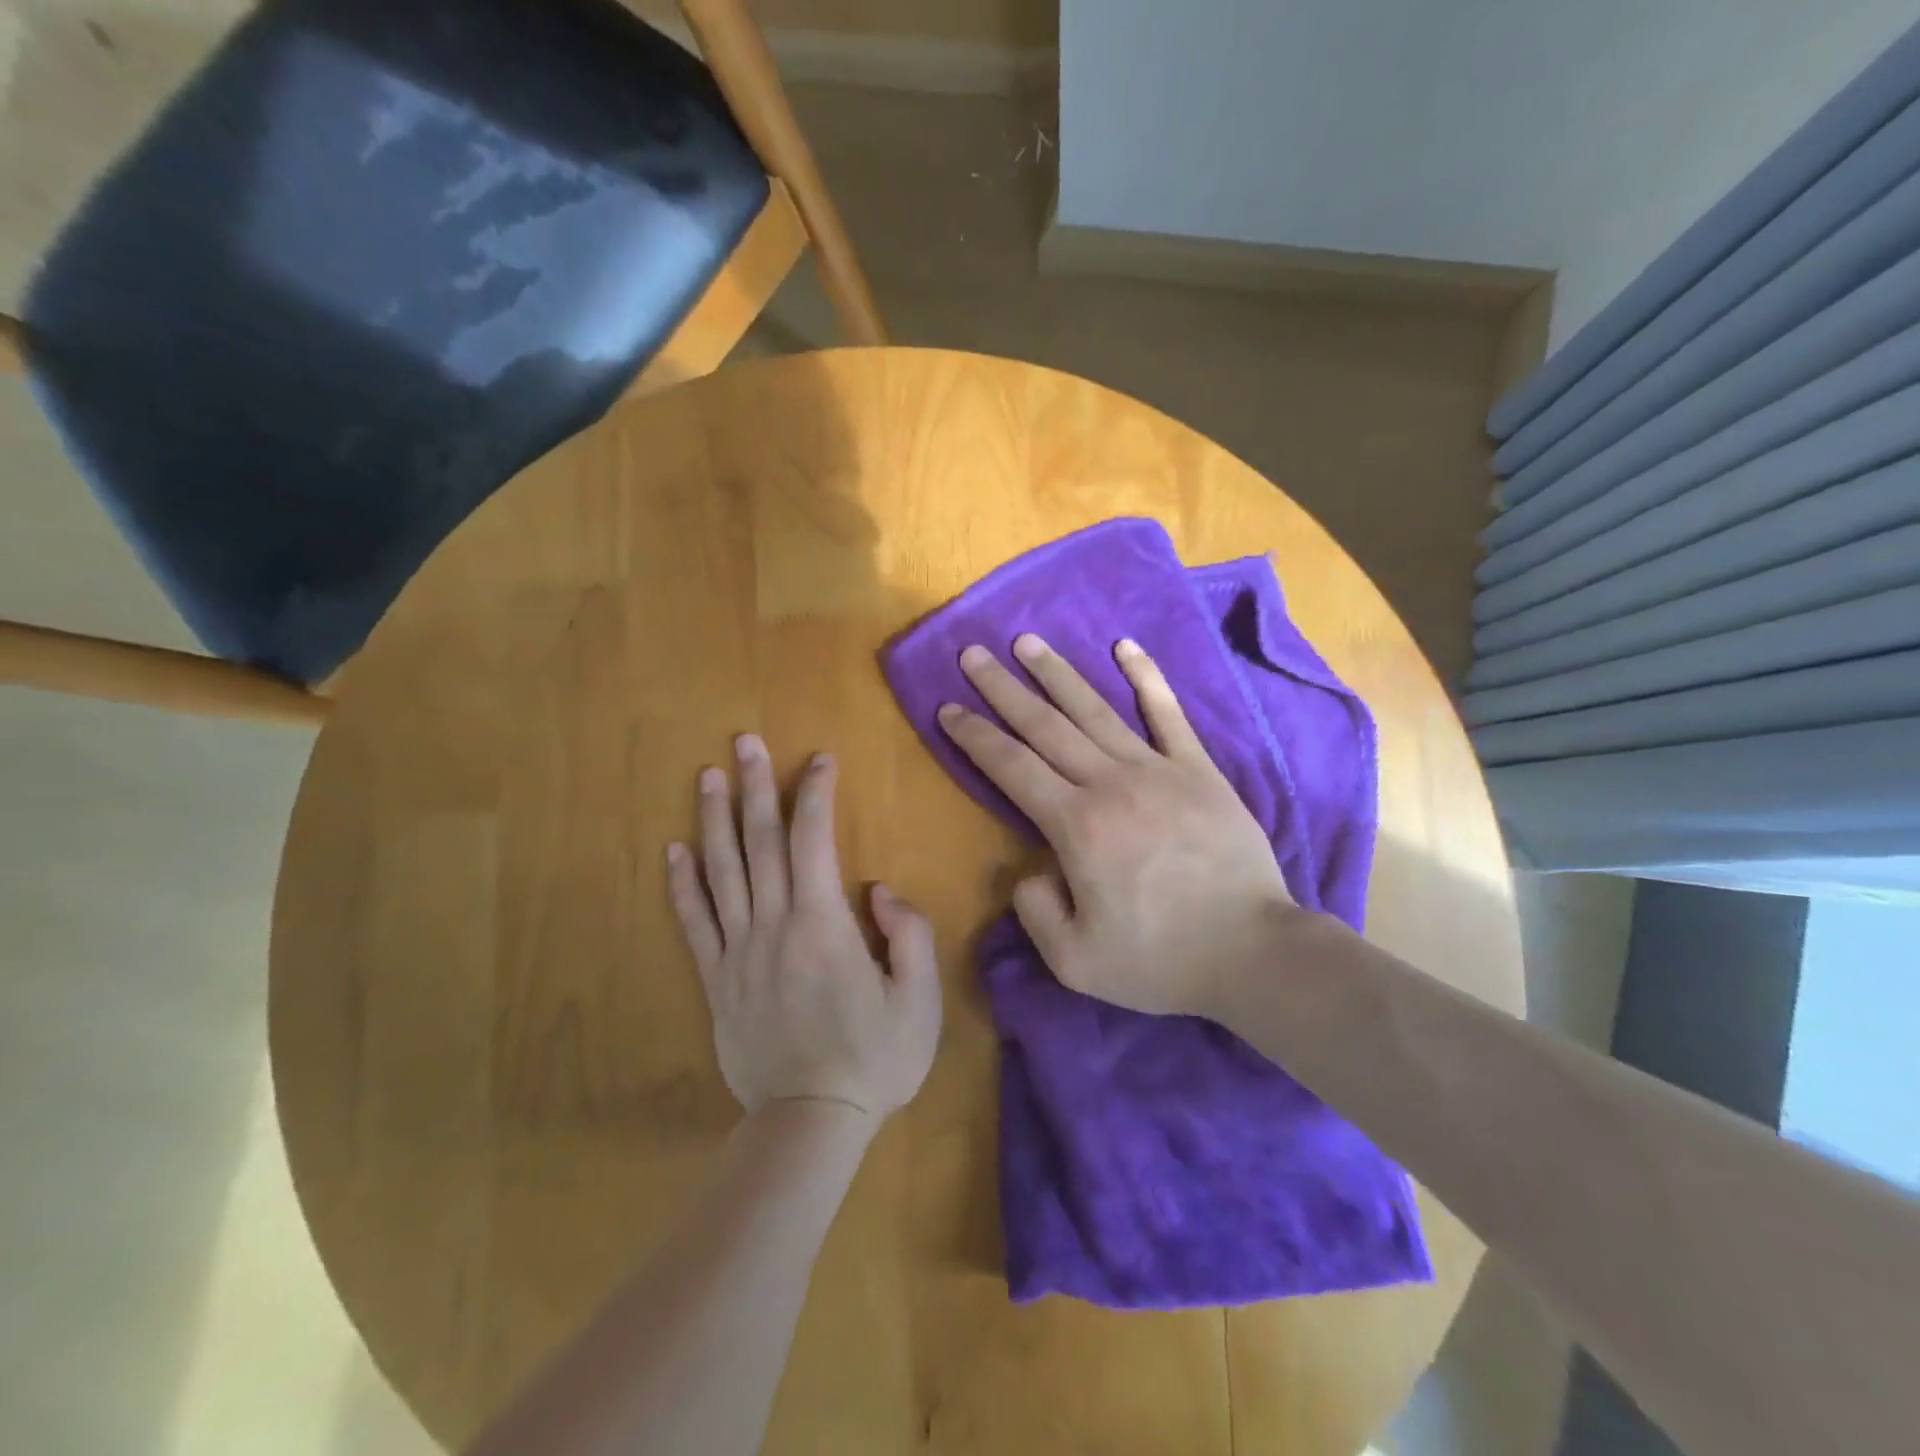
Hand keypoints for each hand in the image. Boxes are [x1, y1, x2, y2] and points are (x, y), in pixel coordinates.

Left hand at [667, 735, 942, 1130]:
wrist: (810, 1122)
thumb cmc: (875, 1059)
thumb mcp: (919, 999)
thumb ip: (907, 933)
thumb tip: (876, 889)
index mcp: (823, 923)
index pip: (814, 839)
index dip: (815, 792)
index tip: (819, 758)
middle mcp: (773, 924)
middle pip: (761, 841)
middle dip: (755, 785)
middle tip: (744, 741)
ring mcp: (738, 951)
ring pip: (722, 871)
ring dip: (713, 819)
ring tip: (707, 776)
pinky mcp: (716, 980)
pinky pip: (695, 922)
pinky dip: (683, 884)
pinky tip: (674, 851)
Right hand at [937, 635, 1299, 1018]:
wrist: (1253, 952)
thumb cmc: (1160, 960)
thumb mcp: (1074, 960)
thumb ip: (1035, 910)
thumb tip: (1029, 871)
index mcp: (1075, 826)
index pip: (1011, 767)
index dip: (974, 736)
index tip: (947, 709)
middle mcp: (1109, 783)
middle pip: (1044, 726)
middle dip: (1003, 689)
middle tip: (973, 655)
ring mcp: (1158, 770)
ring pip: (1096, 710)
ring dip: (1057, 673)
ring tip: (1027, 642)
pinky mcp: (1199, 770)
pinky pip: (1168, 714)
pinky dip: (1146, 677)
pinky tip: (1125, 646)